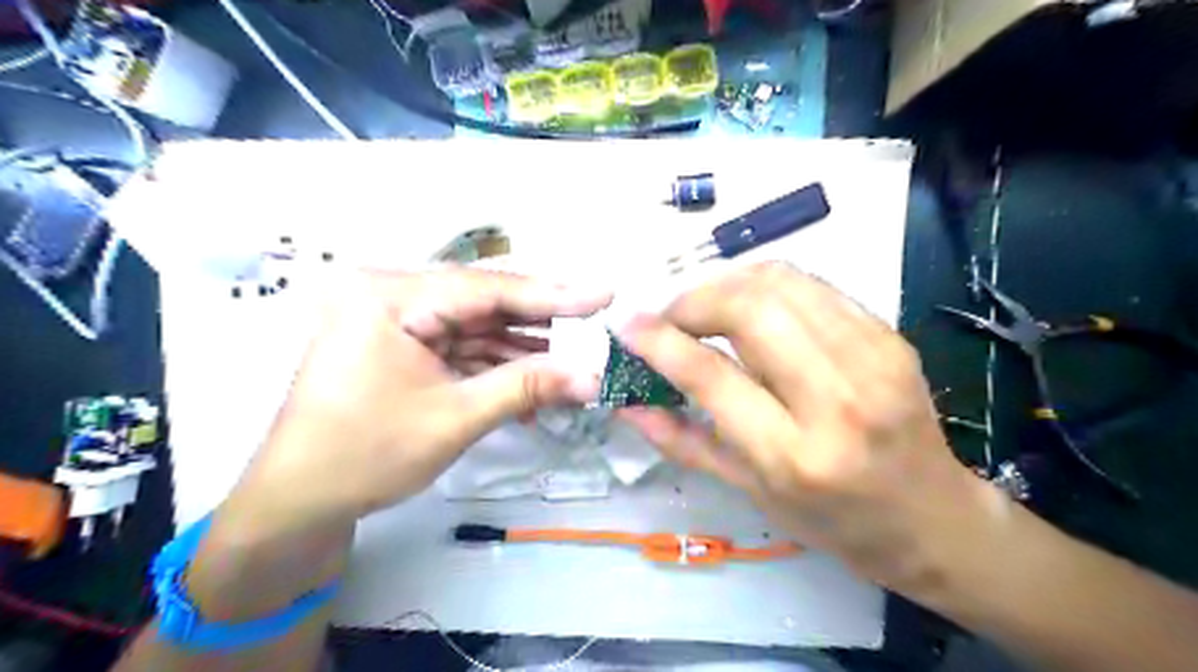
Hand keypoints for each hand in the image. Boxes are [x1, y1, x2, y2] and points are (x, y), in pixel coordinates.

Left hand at [228, 266, 610, 533]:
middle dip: (539, 321)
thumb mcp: (455, 418)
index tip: (604, 295)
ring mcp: (395, 320)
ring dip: (521, 348)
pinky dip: (495, 365)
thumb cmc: (365, 456)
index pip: (486, 288)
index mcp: (388, 297)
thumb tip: (592, 377)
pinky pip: (459, 346)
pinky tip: (532, 382)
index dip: (552, 294)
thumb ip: (527, 387)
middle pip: (483, 301)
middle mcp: (390, 295)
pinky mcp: (402, 345)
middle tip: (593, 324)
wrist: (297, 503)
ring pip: (475, 325)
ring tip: (571, 360)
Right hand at [617, 262, 992, 593]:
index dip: (660, 341)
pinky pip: (813, 286)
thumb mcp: (750, 493)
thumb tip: (628, 405)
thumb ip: (683, 442)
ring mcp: (871, 359)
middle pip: (749, 309)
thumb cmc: (833, 521)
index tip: (628, 324)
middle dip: (692, 300)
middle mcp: (836, 400)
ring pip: (781, 283)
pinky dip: (765, 285)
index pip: (711, 375)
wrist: (932, 518)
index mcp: (794, 455)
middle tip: (669, 316)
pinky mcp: (889, 336)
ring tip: (703, 307)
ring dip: (726, 282)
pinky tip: (749, 306)